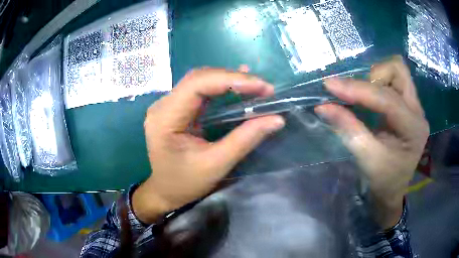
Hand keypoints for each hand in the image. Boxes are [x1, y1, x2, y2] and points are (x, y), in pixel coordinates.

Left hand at [133, 68, 284, 223]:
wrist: (165, 191)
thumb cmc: (184, 184)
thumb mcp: (216, 165)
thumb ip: (245, 139)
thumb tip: (276, 119)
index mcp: (165, 118)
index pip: (197, 84)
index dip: (231, 79)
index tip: (263, 87)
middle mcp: (163, 105)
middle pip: (199, 78)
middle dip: (233, 79)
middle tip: (263, 88)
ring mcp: (168, 105)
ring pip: (200, 81)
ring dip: (229, 81)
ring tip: (255, 87)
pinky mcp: (176, 109)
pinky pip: (199, 91)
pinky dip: (221, 88)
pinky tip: (238, 87)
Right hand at [315, 56, 428, 228]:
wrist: (394, 189)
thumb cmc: (383, 180)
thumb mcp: (367, 158)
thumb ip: (348, 129)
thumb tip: (323, 106)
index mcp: (413, 128)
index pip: (386, 98)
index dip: (357, 89)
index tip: (329, 85)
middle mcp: (417, 111)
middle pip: (398, 71)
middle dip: (374, 75)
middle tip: (357, 92)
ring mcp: (414, 106)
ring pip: (397, 71)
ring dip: (376, 76)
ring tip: (363, 94)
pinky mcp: (408, 105)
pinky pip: (394, 80)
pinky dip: (378, 82)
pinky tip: (369, 96)